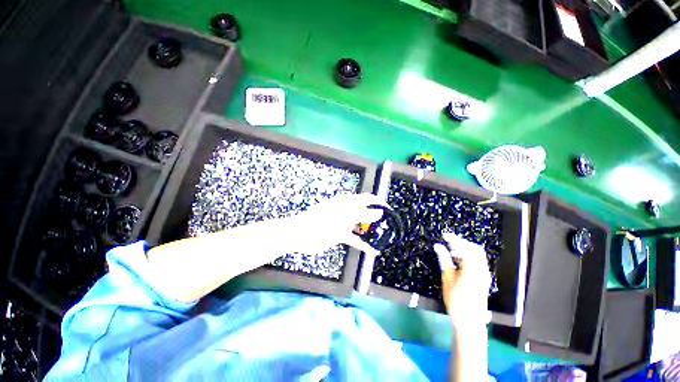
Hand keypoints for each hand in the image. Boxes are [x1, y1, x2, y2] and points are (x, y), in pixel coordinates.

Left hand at [294, 193, 387, 253]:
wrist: (303, 234)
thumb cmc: (324, 221)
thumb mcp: (346, 216)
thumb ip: (364, 214)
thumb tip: (380, 211)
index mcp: (347, 202)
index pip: (366, 198)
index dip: (378, 202)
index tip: (390, 210)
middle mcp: (347, 210)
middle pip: (365, 212)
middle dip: (376, 217)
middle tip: (389, 225)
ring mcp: (343, 223)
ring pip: (360, 225)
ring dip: (370, 230)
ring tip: (383, 236)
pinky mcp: (339, 235)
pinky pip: (354, 239)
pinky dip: (362, 244)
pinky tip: (373, 251)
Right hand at [434, 233, 490, 329]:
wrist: (470, 322)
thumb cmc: (456, 301)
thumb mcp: (447, 279)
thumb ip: (444, 260)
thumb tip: (438, 246)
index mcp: (473, 269)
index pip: (465, 248)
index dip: (455, 239)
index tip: (444, 235)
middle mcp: (482, 270)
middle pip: (475, 249)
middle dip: (462, 243)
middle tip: (449, 242)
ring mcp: (484, 275)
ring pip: (478, 256)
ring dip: (465, 250)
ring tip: (451, 250)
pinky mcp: (483, 279)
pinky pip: (478, 262)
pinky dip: (468, 257)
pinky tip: (458, 261)